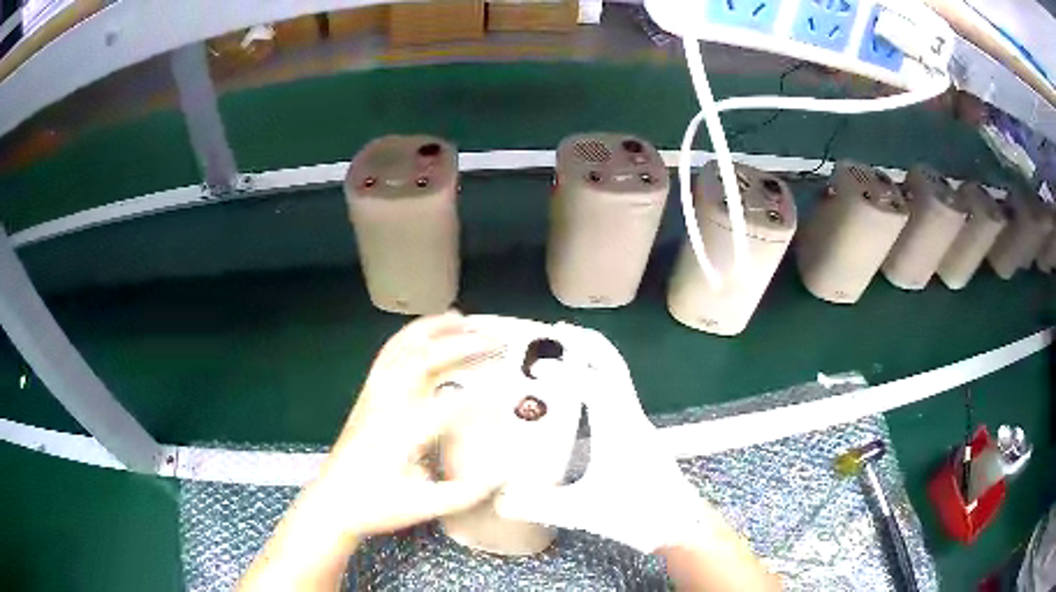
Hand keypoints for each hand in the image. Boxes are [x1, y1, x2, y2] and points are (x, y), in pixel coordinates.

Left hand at [239, 312, 504, 590]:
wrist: (333, 503)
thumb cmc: (376, 507)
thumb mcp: (424, 507)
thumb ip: (465, 493)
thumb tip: (502, 473)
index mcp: (400, 435)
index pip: (448, 406)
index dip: (482, 396)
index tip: (509, 391)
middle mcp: (385, 406)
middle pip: (422, 360)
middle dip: (461, 345)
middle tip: (493, 338)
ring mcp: (372, 397)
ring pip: (401, 349)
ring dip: (432, 329)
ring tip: (461, 318)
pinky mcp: (366, 396)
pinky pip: (388, 355)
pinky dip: (409, 337)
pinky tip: (425, 334)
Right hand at [496, 323, 708, 552]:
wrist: (680, 524)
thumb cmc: (639, 514)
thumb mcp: (585, 512)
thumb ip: (540, 506)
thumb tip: (499, 501)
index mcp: (620, 429)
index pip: (593, 384)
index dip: (565, 372)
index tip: (536, 370)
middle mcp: (631, 417)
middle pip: (613, 365)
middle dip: (587, 343)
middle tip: (557, 331)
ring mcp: (637, 423)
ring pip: (617, 376)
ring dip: (593, 358)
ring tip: (564, 352)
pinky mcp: (637, 434)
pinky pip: (616, 392)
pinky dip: (597, 378)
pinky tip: (580, 393)